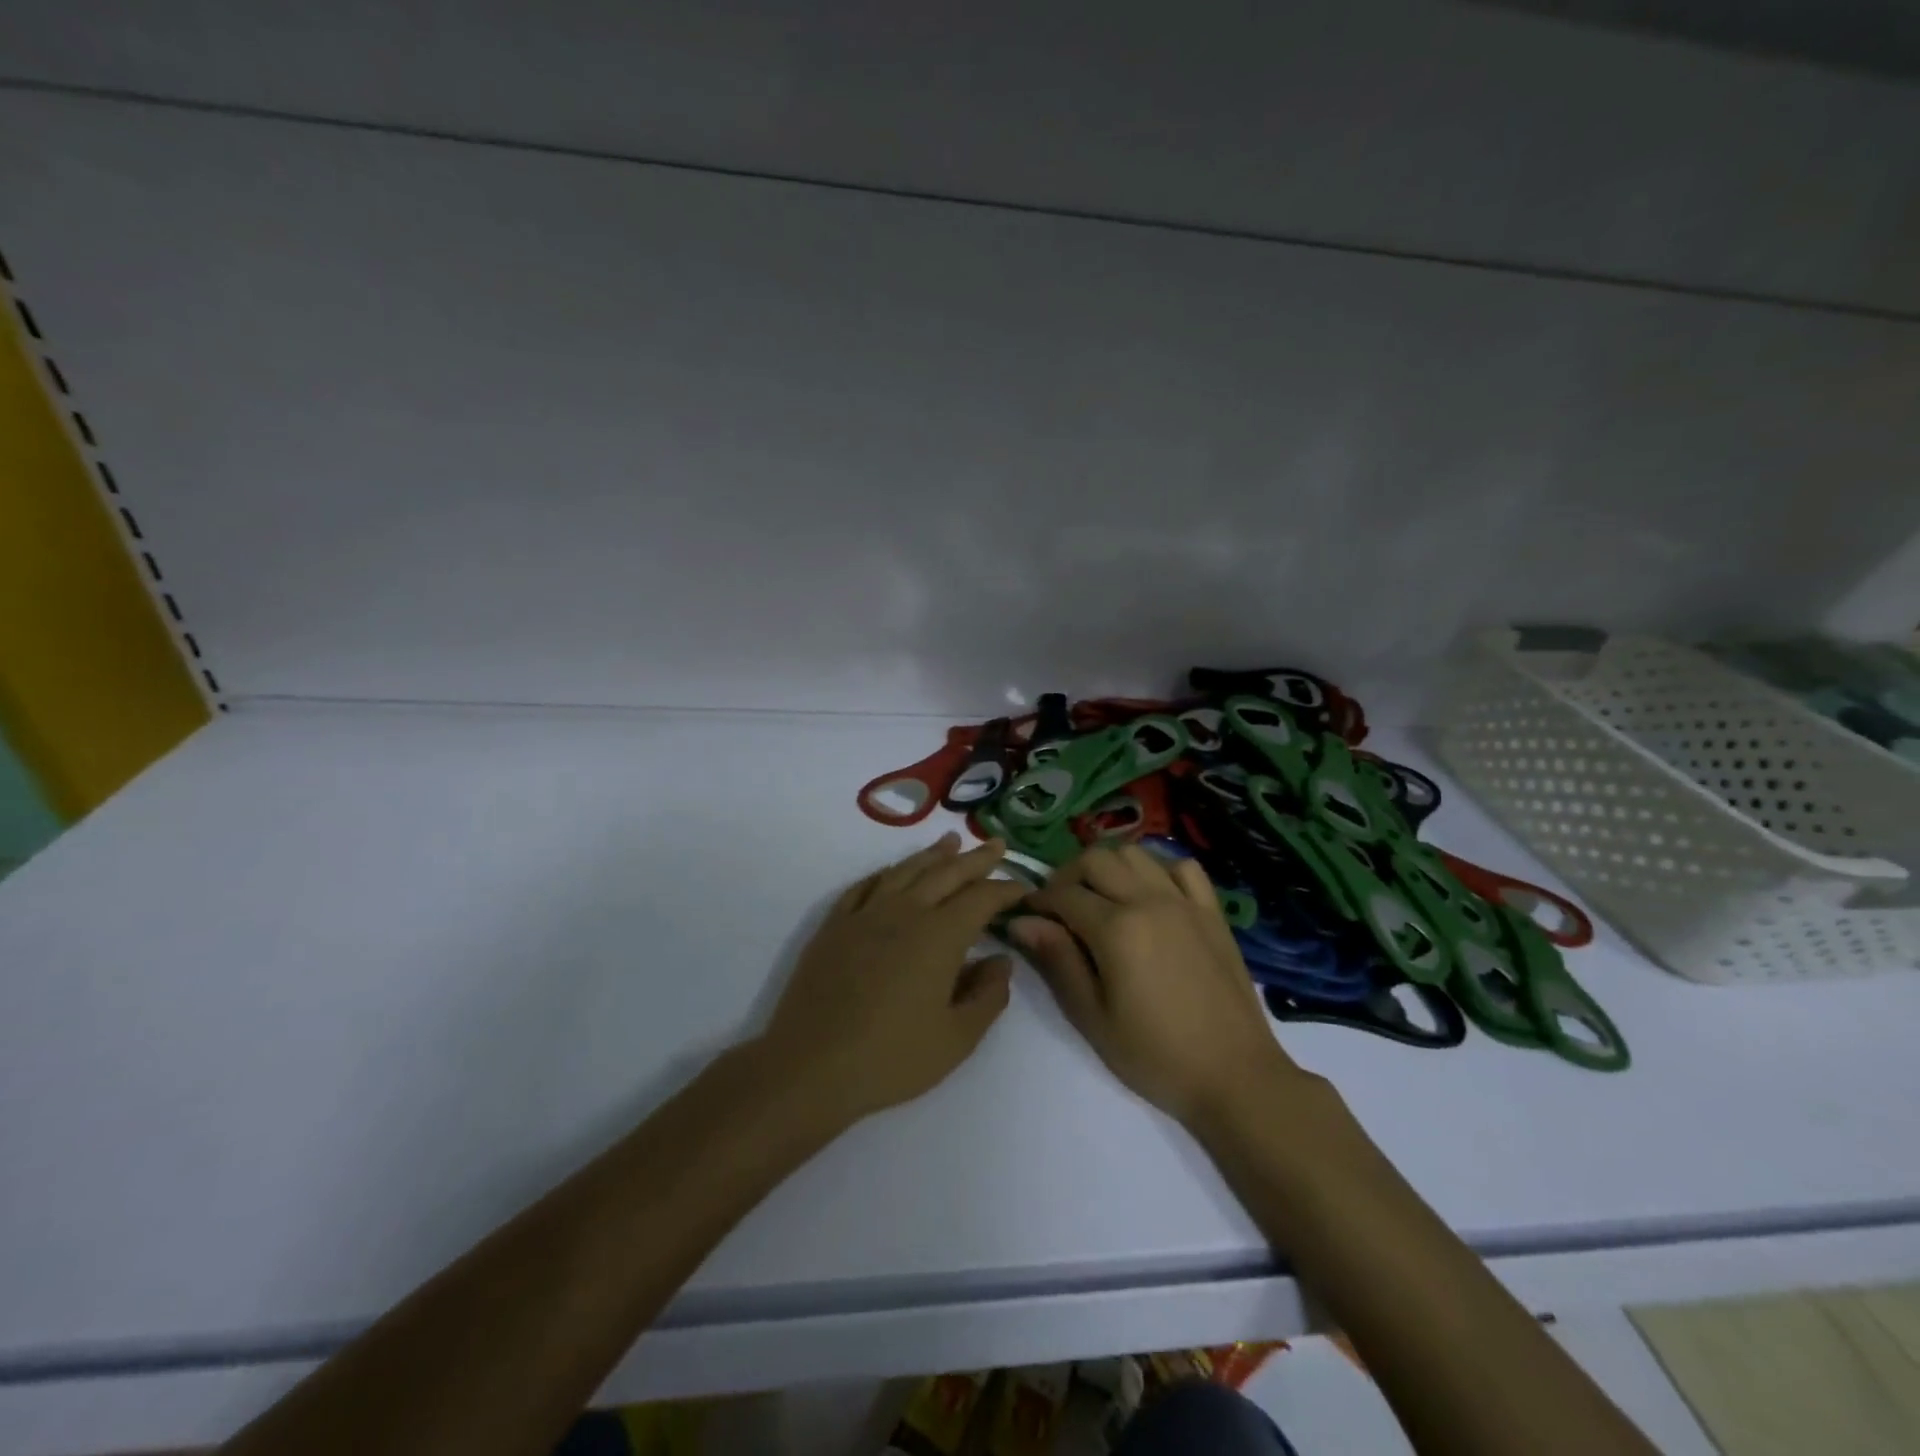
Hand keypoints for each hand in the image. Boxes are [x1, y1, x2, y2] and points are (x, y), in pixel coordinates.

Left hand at [761, 832, 1028, 1125]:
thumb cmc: (891, 1058)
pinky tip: (892, 871)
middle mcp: (905, 912)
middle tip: (997, 845)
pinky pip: (865, 886)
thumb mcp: (956, 1039)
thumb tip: (1001, 960)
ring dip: (932, 854)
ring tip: (950, 840)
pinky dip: (886, 873)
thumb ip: (988, 996)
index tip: (1023, 886)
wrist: (810, 1066)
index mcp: (940, 936)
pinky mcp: (834, 925)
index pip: (981, 899)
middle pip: (946, 873)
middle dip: (976, 858)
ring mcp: (865, 914)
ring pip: (905, 870)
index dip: (1006, 889)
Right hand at [1013, 846, 1302, 1126]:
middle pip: (1096, 859)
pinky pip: (1182, 867)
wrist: (1235, 1076)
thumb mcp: (1093, 1016)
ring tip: (1101, 897)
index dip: (1038, 901)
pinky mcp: (1212, 911)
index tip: (1026, 915)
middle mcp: (1149, 900)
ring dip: (1109, 866)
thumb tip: (1022, 921)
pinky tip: (1151, 895)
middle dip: (1068, 875)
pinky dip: (1159, 869)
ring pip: (1136, 853)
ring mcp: (1184, 901)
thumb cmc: (1156, 1055)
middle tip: (1060, 907)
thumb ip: (1058, 960)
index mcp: (1116, 928)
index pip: (1063, 894)